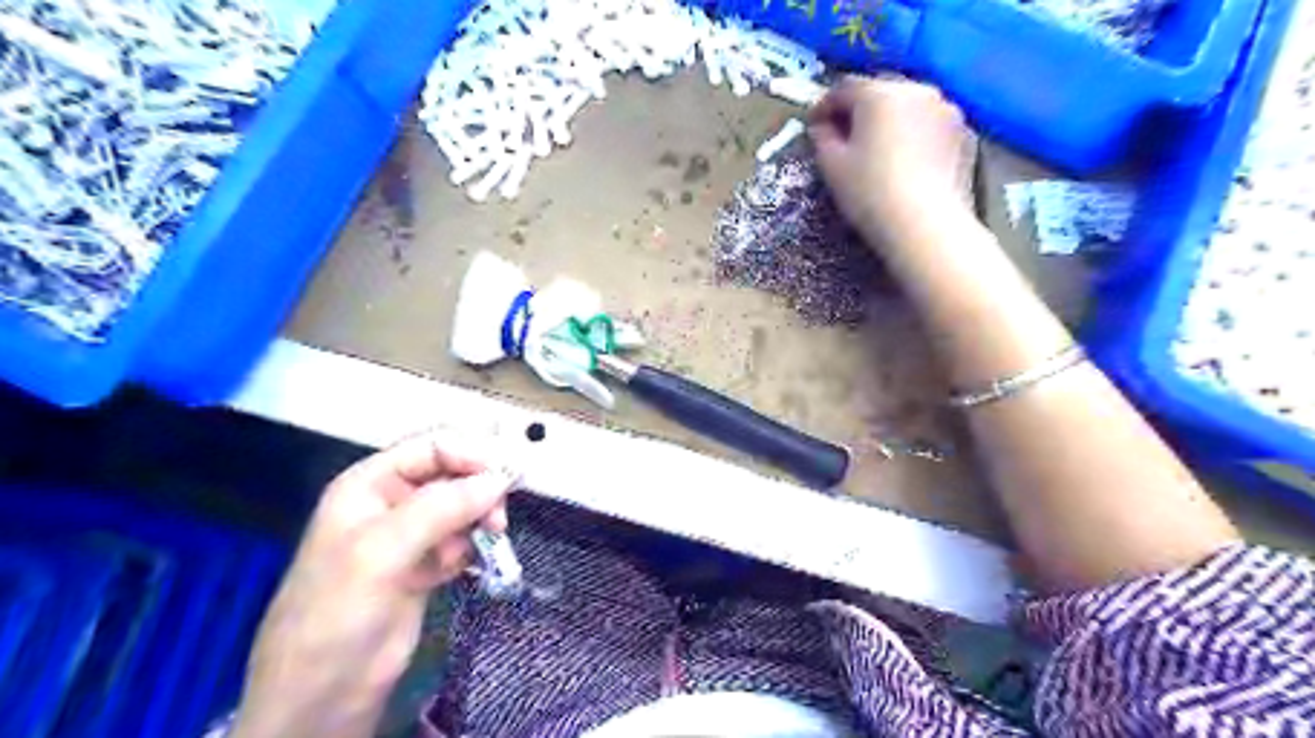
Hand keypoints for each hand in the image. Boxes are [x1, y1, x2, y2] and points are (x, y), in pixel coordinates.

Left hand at [232, 432, 513, 737]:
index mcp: (370, 484)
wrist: (322, 695)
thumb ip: (440, 508)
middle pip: (452, 475)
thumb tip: (498, 480)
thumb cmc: (335, 613)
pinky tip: (462, 567)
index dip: (470, 455)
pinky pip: (462, 539)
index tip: (504, 477)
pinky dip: (471, 547)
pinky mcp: (426, 565)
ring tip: (488, 540)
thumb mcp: (381, 552)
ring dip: (479, 520)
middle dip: (479, 490)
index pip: (431, 447)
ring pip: (463, 507)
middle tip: (499, 517)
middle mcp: (392, 502)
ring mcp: (410, 536)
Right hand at [806, 75, 980, 249]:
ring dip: (890, 120)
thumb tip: (822, 127)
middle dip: (859, 109)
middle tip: (844, 135)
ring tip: (878, 147)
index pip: (843, 87)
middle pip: (880, 91)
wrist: (925, 224)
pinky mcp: (964, 134)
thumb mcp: (832, 167)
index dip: (824, 106)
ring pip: (908, 106)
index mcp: (879, 93)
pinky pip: (930, 125)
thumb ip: (822, 139)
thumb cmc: (870, 193)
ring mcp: (946, 109)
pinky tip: (906, 161)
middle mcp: (916, 89)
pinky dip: (915, 134)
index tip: (813, 126)